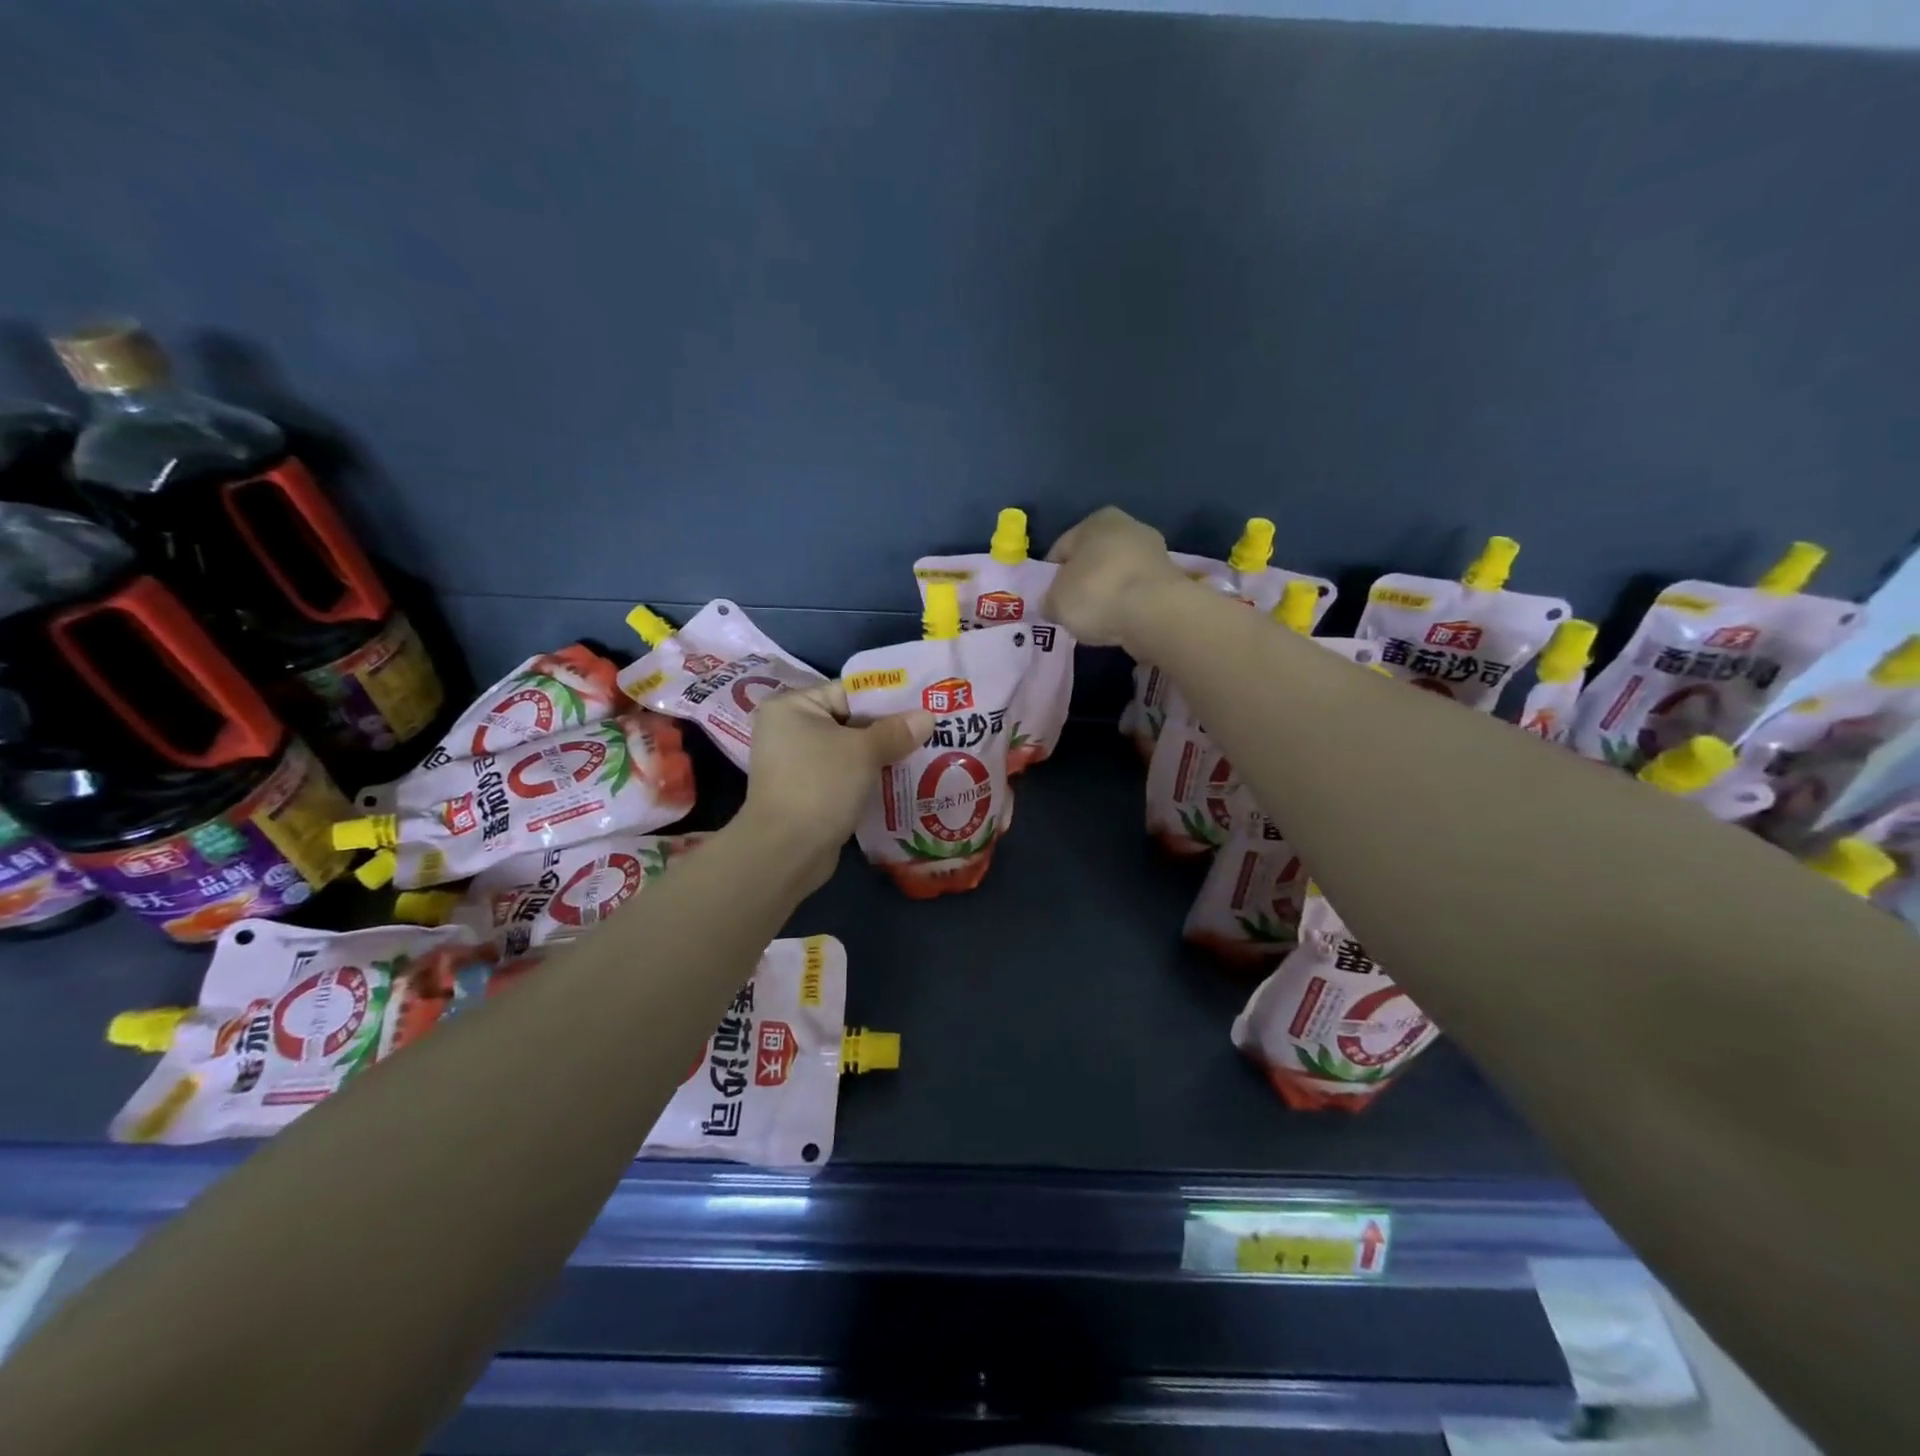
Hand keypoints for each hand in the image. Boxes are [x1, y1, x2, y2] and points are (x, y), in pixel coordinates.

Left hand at [736, 682, 933, 893]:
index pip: (848, 692)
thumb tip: (928, 716)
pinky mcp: (809, 792)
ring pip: (851, 750)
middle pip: (851, 720)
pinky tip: (903, 779)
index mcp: (792, 706)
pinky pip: (846, 774)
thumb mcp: (863, 752)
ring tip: (926, 753)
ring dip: (883, 755)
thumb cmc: (820, 786)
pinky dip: (870, 776)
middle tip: (932, 730)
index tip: (924, 704)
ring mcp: (798, 763)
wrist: (787, 852)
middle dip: (890, 729)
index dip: (888, 698)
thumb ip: (896, 730)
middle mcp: (790, 729)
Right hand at [1043, 507, 1191, 647]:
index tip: (1049, 599)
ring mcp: (1154, 551)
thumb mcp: (1056, 602)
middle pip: (1094, 558)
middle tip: (1072, 610)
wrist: (1155, 613)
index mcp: (1096, 520)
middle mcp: (1128, 526)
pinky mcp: (1172, 578)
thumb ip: (1049, 601)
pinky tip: (1121, 621)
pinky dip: (1128, 604)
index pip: (1062, 548)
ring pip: (1118, 574)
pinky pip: (1138, 591)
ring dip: (1108, 593)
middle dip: (1083, 581)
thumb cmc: (1096, 594)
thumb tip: (1052, 605)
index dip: (1051, 576)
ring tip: (1098, 619)